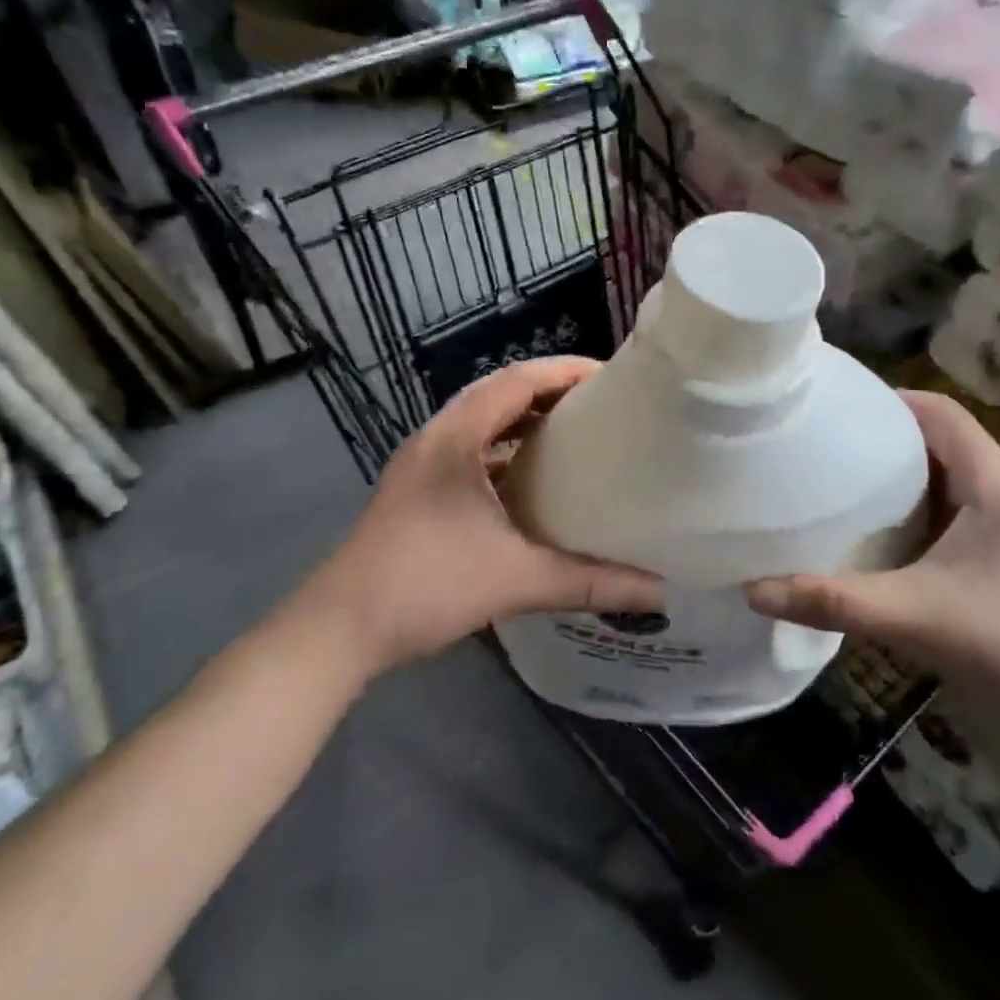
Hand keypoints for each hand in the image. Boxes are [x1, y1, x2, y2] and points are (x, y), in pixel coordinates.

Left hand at [292, 357, 662, 675]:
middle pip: (500, 396)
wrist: (339, 628)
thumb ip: (590, 582)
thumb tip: (659, 590)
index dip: (565, 372)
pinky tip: (533, 485)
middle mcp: (436, 439)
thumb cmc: (425, 585)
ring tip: (576, 438)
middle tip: (602, 408)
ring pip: (483, 426)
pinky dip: (506, 456)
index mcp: (456, 437)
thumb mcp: (516, 579)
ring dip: (526, 425)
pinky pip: (471, 455)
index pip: (517, 381)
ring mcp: (422, 466)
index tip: (611, 378)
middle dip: (551, 395)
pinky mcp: (418, 492)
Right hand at [745, 391, 999, 838]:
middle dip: (878, 443)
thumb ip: (833, 602)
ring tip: (826, 489)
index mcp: (996, 487)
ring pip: (937, 491)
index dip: (889, 400)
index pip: (942, 414)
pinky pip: (940, 530)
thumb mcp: (917, 617)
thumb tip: (751, 589)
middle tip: (815, 447)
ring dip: (889, 488)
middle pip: (936, 447)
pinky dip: (902, 526)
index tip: (831, 405)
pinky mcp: (995, 576)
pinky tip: (862, 547)